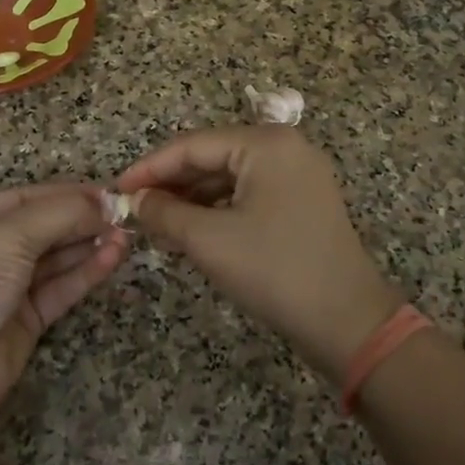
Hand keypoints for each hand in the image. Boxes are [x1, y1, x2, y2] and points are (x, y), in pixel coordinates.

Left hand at [0, 183, 128, 413]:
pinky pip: (60, 288)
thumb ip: (58, 214)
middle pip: (43, 227)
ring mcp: (6, 289)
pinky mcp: (26, 321)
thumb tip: (103, 202)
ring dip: (89, 244)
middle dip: (81, 219)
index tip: (107, 192)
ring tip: (126, 235)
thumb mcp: (7, 237)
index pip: (25, 199)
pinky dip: (86, 272)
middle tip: (124, 215)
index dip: (65, 193)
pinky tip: (113, 258)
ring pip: (55, 259)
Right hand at [117, 127, 401, 380]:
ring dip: (192, 201)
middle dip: (171, 186)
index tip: (116, 190)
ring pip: (229, 179)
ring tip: (157, 228)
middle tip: (135, 212)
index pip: (192, 145)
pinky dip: (217, 212)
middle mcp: (285, 148)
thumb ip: (165, 212)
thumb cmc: (275, 270)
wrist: (348, 321)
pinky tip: (191, 234)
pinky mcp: (302, 203)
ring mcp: (298, 176)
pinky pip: (248, 196)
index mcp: (266, 143)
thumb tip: (135, 200)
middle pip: (212, 158)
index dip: (149, 168)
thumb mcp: (209, 240)